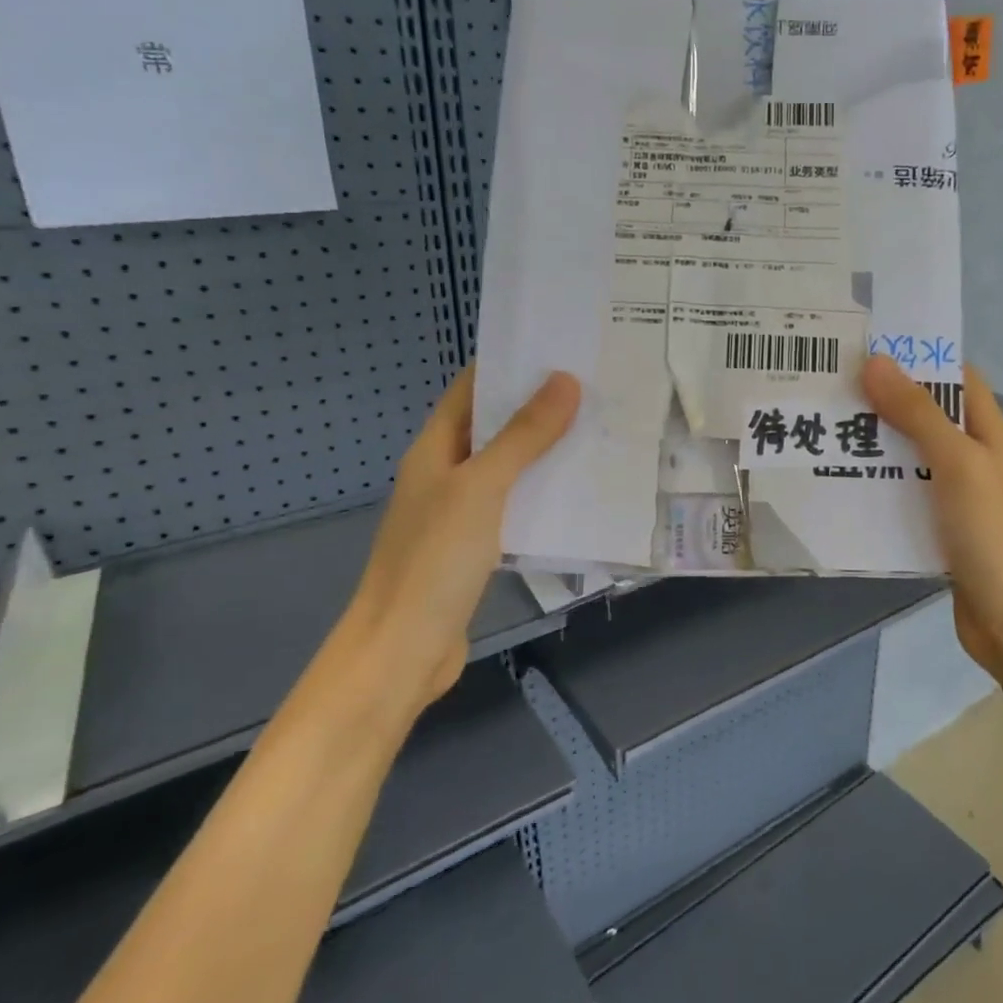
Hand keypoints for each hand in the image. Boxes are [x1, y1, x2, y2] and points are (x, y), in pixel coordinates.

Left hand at [336, 363, 579, 717]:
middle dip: (539, 407)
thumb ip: (522, 436)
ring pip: (509, 468)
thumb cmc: (434, 561)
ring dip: (546, 451)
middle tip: (597, 388)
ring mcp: (460, 513)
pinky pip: (515, 506)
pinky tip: (582, 492)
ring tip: (601, 431)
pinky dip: (543, 493)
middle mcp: (445, 474)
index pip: (472, 390)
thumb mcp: (482, 489)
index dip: (510, 366)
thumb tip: (564, 380)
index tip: (562, 350)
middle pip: (494, 427)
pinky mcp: (477, 547)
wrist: (402, 651)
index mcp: (435, 449)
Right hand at [861, 356, 1002, 674]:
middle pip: (928, 417)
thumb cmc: (994, 534)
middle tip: (831, 389)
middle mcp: (975, 459)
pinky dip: (879, 488)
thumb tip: (876, 362)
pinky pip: (905, 498)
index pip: (956, 378)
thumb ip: (918, 413)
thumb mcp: (957, 464)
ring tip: (825, 431)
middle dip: (884, 402)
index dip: (918, 359)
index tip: (867, 349)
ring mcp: (958, 497)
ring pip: (911, 459)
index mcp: (990, 433)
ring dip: (876, 446)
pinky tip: (842, 486)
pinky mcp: (941, 531)